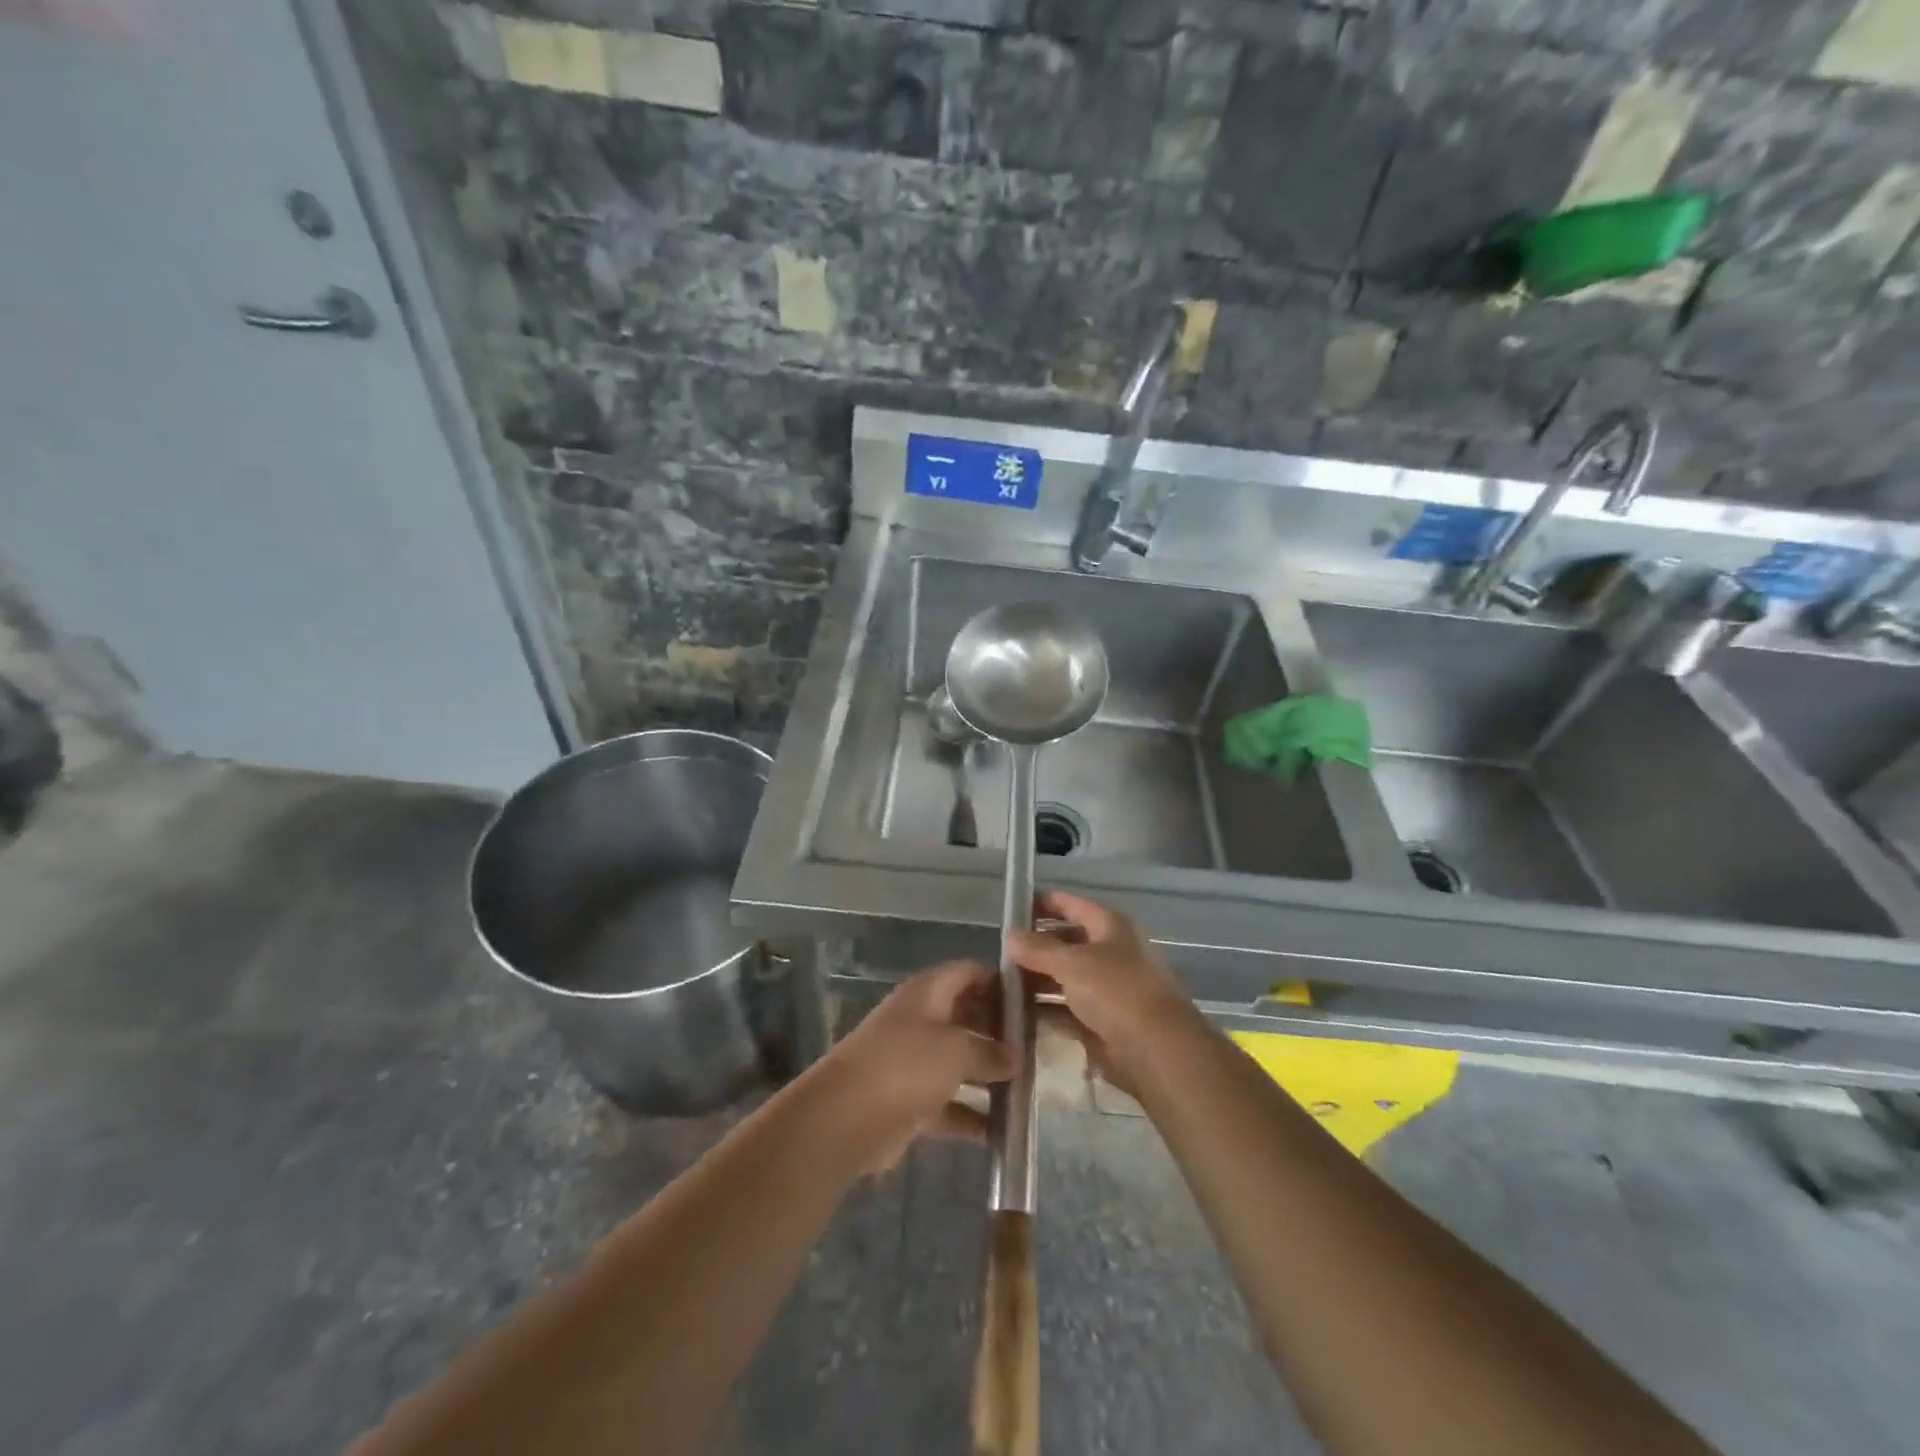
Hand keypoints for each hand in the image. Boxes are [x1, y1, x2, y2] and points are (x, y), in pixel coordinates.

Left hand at [808, 961, 1016, 1174]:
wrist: (845, 1117)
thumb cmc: (905, 1066)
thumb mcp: (956, 1050)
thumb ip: (990, 1052)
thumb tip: (1013, 1057)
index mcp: (928, 993)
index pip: (969, 973)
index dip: (1000, 982)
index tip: (1033, 1000)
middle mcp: (920, 1020)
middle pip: (966, 1016)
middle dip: (998, 1032)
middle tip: (1036, 1048)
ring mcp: (912, 1060)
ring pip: (958, 1061)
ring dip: (987, 1075)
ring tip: (1025, 1088)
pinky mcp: (908, 1099)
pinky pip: (947, 1102)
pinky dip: (969, 1115)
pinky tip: (998, 1132)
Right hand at [1009, 892, 1205, 1094]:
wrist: (1155, 1050)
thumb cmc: (1115, 991)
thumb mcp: (1071, 963)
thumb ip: (1038, 949)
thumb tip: (1009, 936)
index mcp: (1110, 926)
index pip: (1071, 905)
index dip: (1042, 904)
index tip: (1011, 908)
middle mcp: (1110, 952)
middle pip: (1066, 942)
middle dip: (1035, 946)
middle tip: (999, 952)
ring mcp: (1107, 988)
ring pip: (1065, 977)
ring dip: (1037, 979)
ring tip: (1001, 983)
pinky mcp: (1102, 1021)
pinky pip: (1067, 1008)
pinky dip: (1045, 1009)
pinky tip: (1017, 1012)